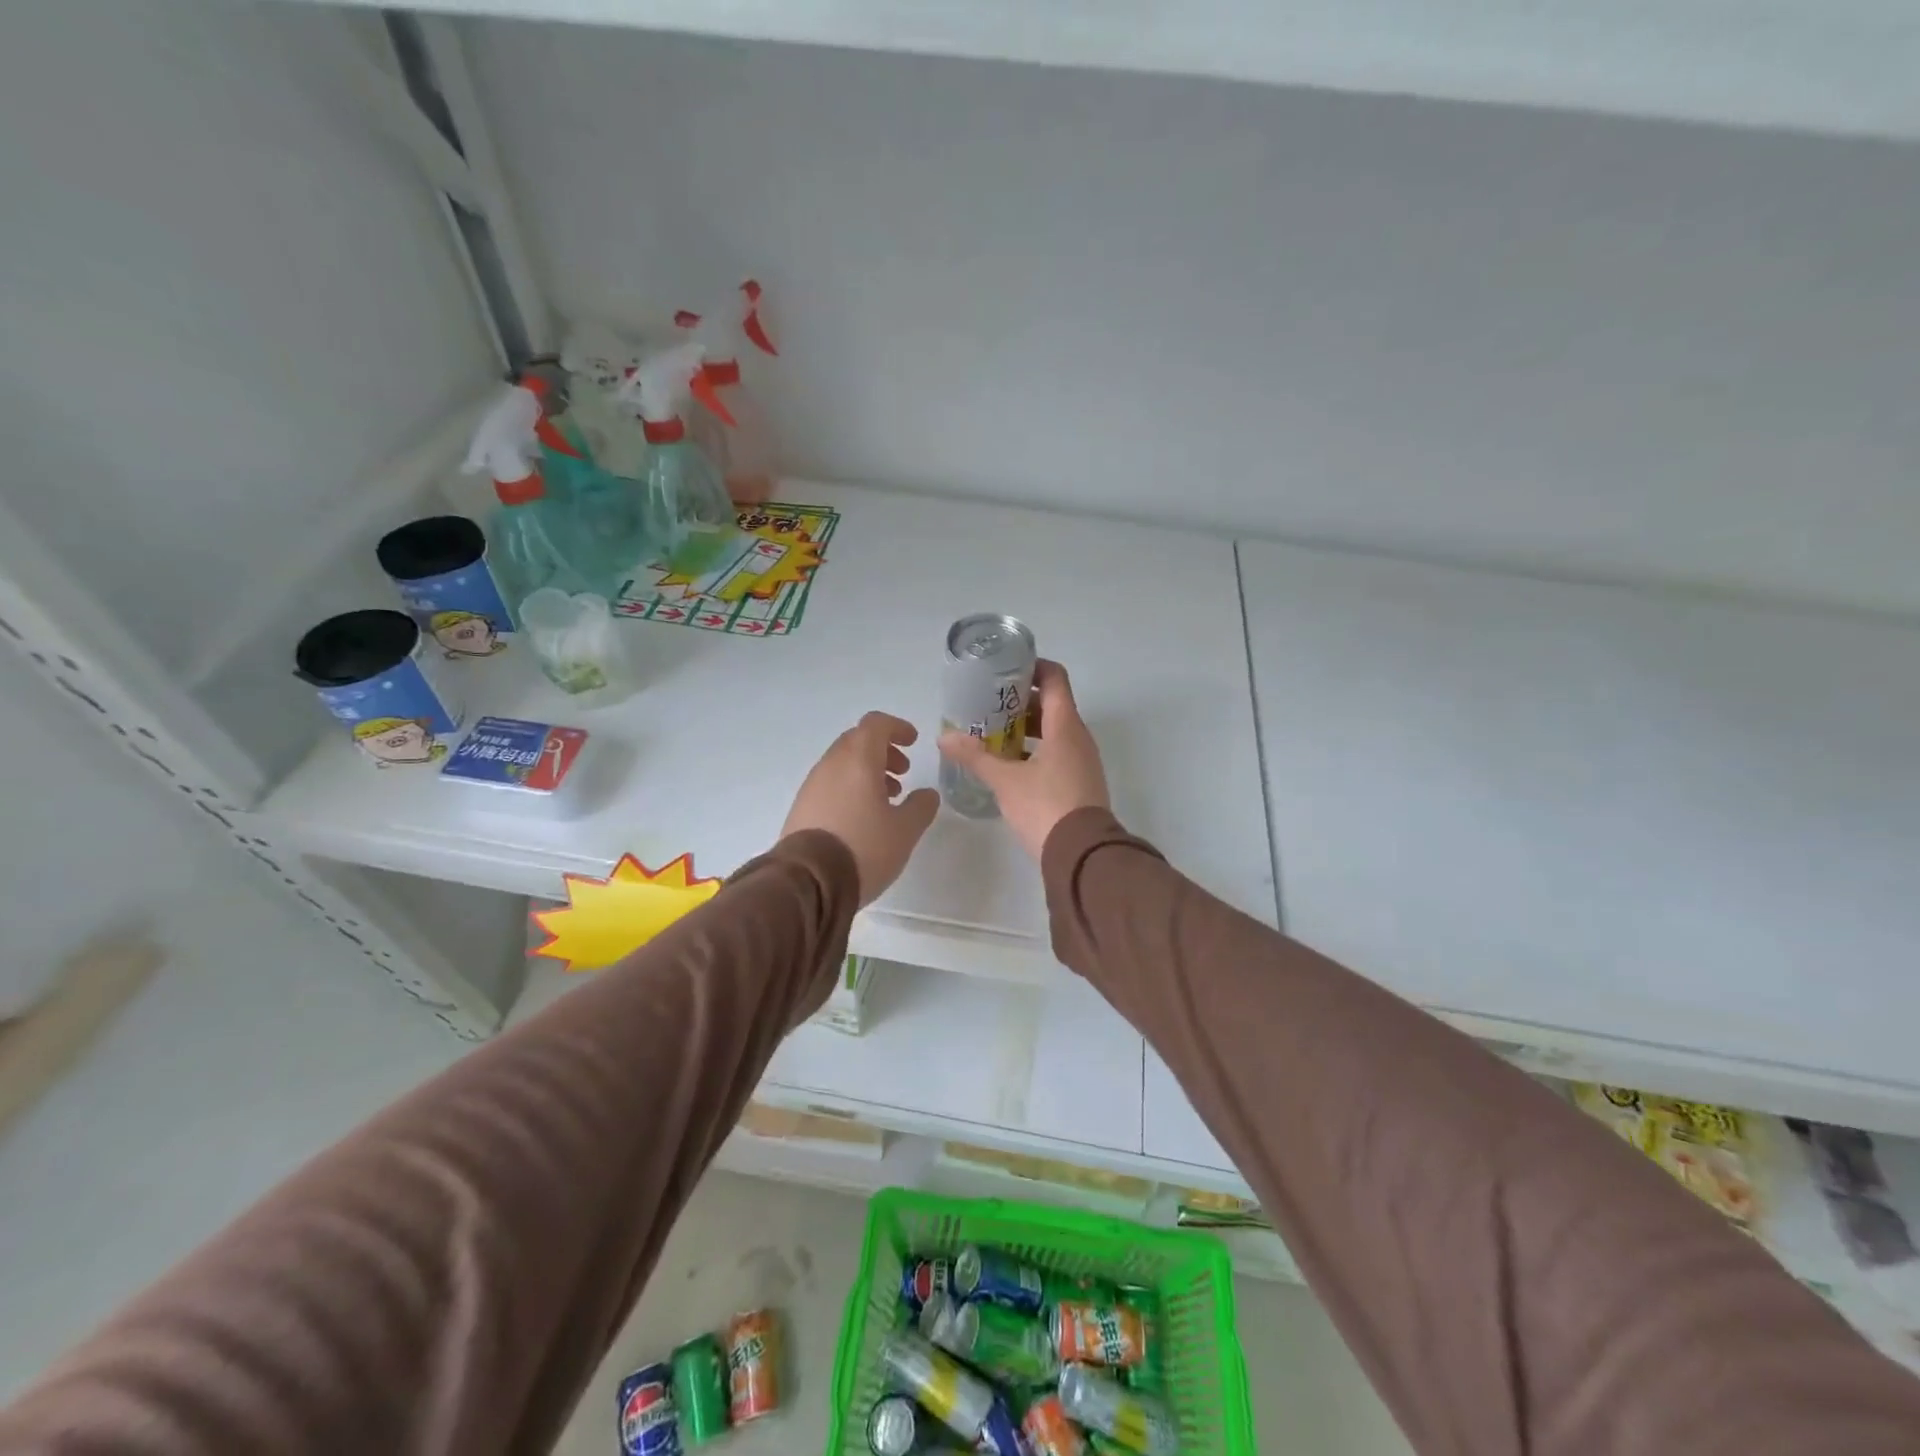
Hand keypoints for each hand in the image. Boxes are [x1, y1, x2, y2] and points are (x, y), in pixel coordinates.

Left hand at [782, 711, 939, 905]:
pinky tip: (863, 818)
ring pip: (843, 764)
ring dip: (867, 772)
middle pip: (857, 741)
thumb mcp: (905, 830)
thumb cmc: (864, 848)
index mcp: (858, 760)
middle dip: (883, 751)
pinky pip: (830, 785)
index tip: (913, 742)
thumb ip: (921, 806)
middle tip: (903, 773)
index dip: (897, 728)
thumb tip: (927, 793)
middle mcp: (831, 765)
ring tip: (887, 800)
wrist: (807, 882)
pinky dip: (850, 788)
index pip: (876, 724)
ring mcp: (812, 786)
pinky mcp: (801, 808)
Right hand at [938, 659, 1109, 860]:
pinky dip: (1036, 750)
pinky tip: (1010, 765)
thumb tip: (944, 737)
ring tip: (993, 735)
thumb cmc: (1045, 807)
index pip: (1055, 679)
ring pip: (1055, 731)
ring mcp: (1083, 761)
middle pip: (1053, 705)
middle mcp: (1079, 737)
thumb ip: (975, 756)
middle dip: (1021, 702)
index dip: (1033, 667)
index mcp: (1065, 726)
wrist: (1082, 855)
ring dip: (1027, 728)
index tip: (1006, 670)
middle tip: (989, 706)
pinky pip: (1058, 753)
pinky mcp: (1081, 782)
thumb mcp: (1005, 781)